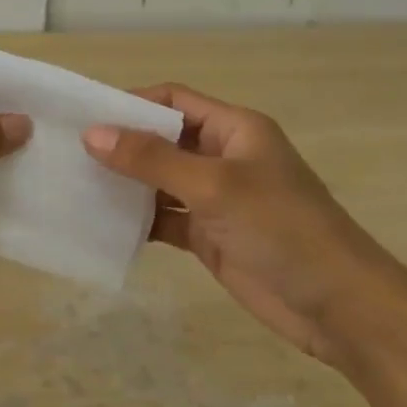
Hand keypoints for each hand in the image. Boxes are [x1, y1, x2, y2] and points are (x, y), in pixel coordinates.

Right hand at [82, 85, 393, 364]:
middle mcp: (223, 157)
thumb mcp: (215, 187)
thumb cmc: (282, 229)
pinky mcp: (209, 236)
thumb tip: (92, 134)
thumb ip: (153, 160)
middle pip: (163, 140)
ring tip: (75, 186)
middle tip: (67, 152)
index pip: (174, 101)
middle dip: (122, 145)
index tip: (84, 116)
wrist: (338, 306)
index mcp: (235, 129)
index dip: (132, 103)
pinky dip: (138, 220)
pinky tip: (102, 224)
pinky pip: (164, 219)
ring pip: (160, 181)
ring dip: (126, 184)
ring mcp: (215, 199)